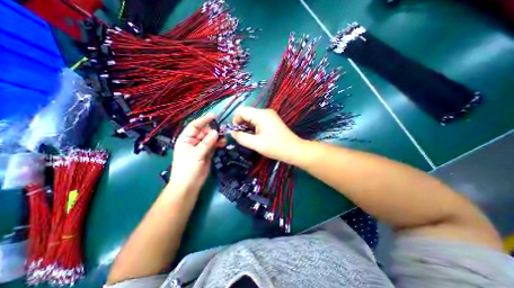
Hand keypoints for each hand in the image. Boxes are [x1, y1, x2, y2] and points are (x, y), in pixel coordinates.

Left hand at [169, 113, 222, 193]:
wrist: (189, 185)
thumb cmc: (187, 168)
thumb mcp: (196, 154)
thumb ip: (207, 142)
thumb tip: (216, 132)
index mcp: (186, 139)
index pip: (194, 126)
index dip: (203, 120)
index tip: (213, 116)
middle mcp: (193, 141)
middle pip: (204, 132)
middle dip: (213, 130)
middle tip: (223, 130)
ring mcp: (201, 147)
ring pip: (210, 139)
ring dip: (217, 137)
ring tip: (224, 139)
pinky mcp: (207, 153)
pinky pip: (214, 145)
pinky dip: (218, 144)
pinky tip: (223, 143)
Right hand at [232, 107, 301, 164]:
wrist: (294, 150)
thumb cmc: (275, 147)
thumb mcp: (256, 144)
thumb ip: (241, 137)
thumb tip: (232, 133)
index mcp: (261, 114)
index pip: (242, 111)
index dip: (235, 120)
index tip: (236, 132)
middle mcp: (265, 111)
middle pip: (247, 113)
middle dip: (242, 124)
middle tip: (243, 137)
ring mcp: (270, 115)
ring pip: (252, 117)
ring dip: (248, 126)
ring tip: (250, 138)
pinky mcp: (272, 120)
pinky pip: (258, 120)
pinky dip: (254, 127)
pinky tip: (257, 136)